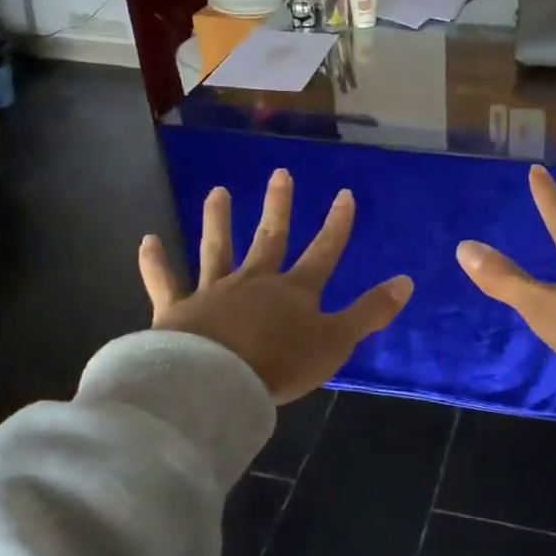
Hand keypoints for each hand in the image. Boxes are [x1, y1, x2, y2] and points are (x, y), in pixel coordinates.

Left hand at [137, 169, 413, 405]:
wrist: (215, 381)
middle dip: (279, 206)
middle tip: (280, 173)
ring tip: (217, 191)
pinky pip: (165, 281)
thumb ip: (370, 312)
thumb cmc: (280, 363)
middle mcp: (256, 281)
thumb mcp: (337, 341)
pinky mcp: (177, 309)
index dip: (337, 224)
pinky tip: (147, 241)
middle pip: (270, 238)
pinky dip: (155, 262)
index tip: (344, 194)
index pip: (324, 250)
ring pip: (217, 248)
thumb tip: (407, 281)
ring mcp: (214, 291)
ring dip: (218, 219)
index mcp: (295, 291)